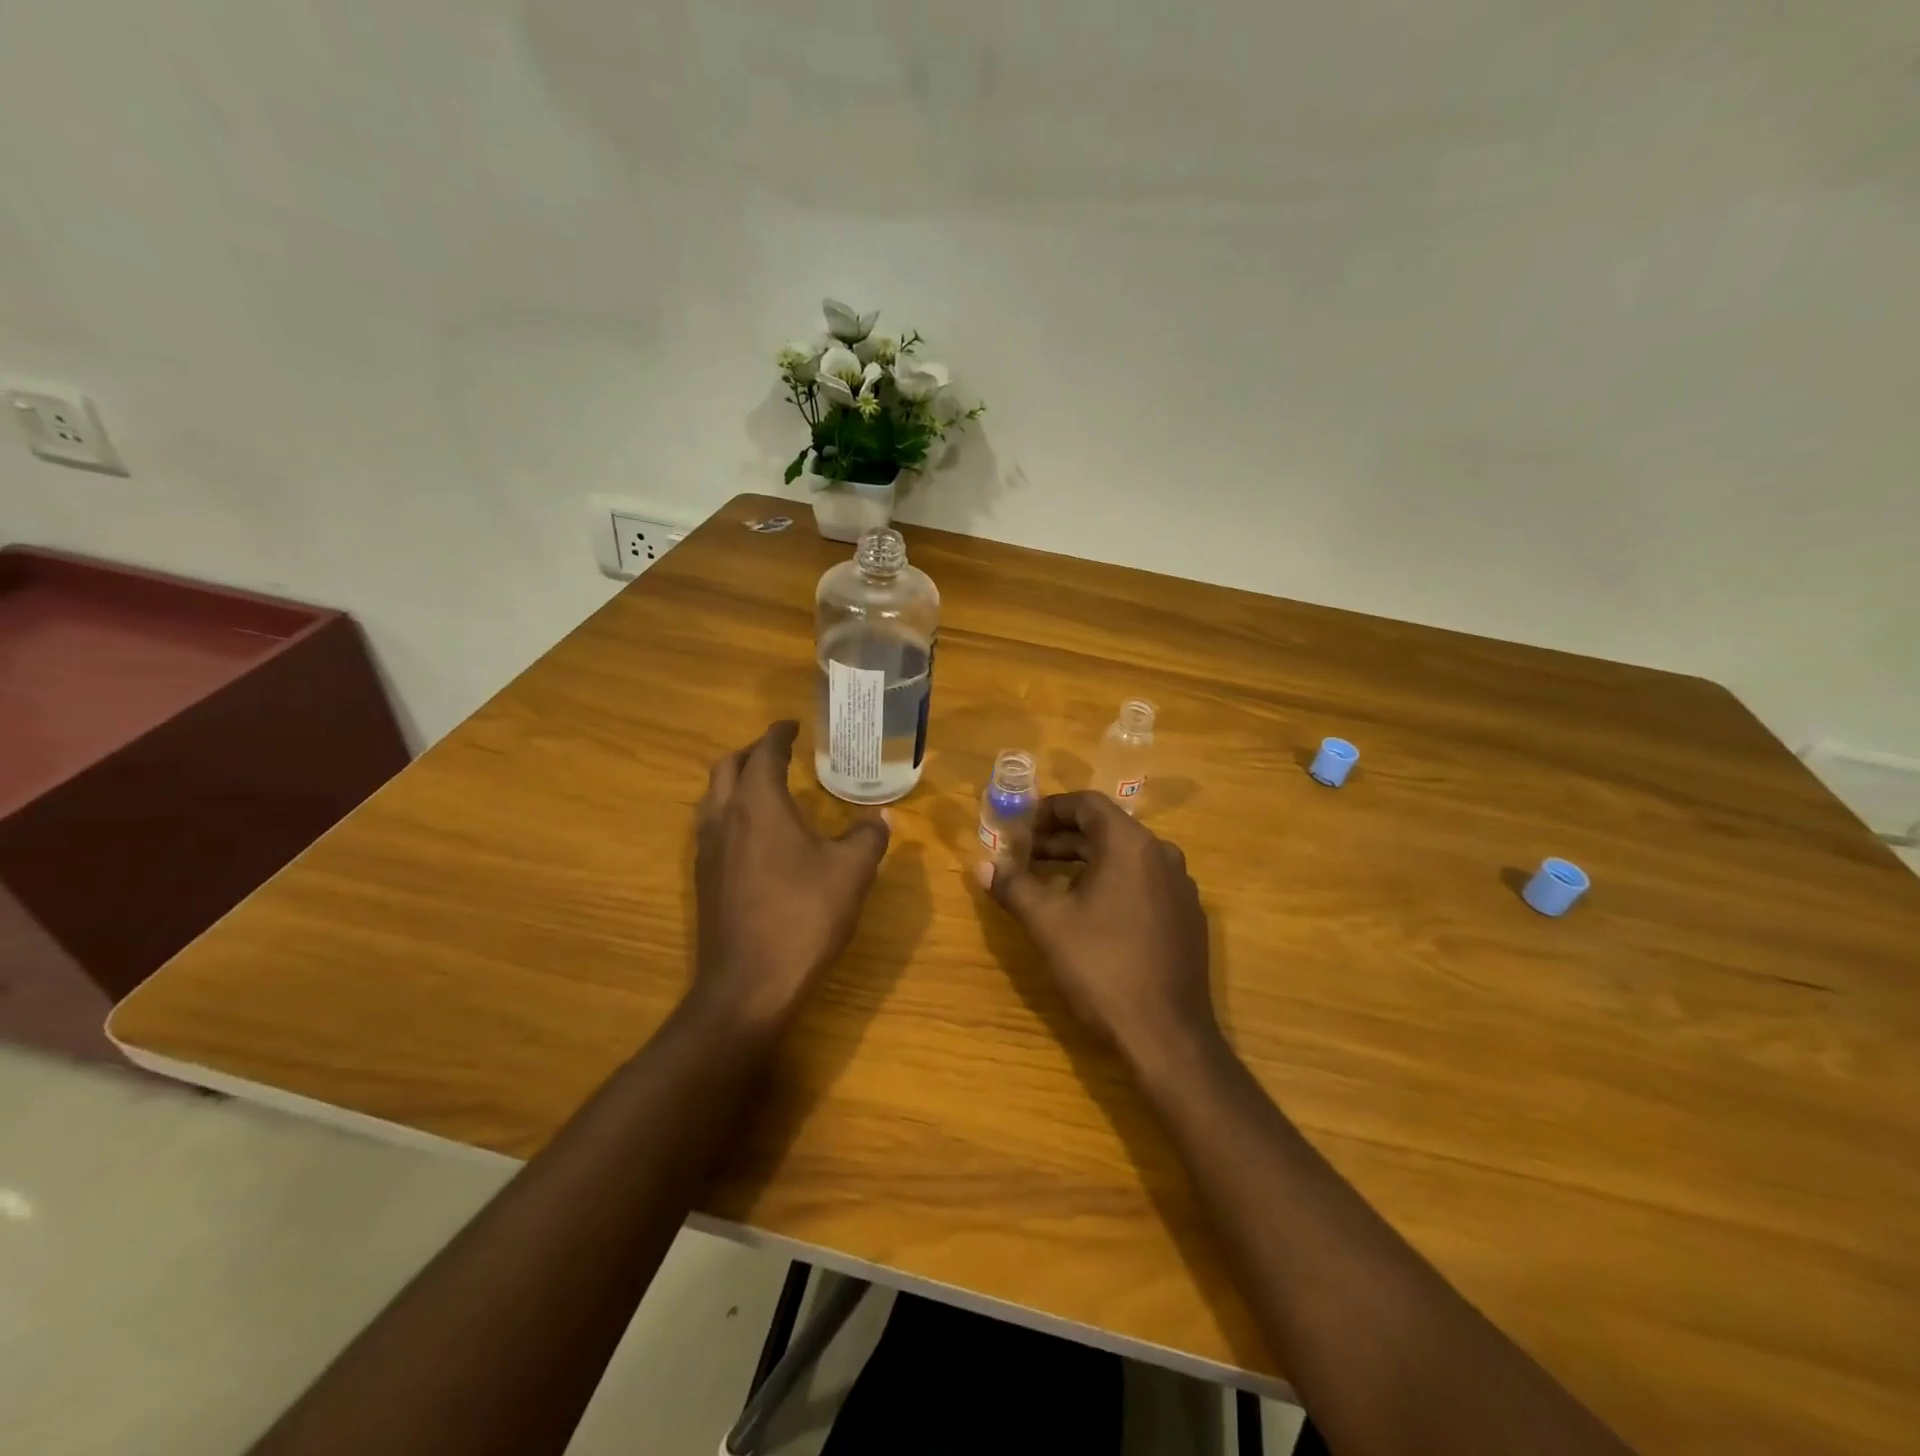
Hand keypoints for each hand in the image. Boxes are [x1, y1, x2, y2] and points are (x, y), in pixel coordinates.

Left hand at [692, 721, 890, 1031]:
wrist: (749, 985)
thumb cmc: (804, 916)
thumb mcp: (851, 873)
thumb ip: (868, 837)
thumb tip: (880, 818)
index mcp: (759, 804)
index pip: (764, 752)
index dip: (778, 735)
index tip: (792, 725)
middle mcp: (724, 818)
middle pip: (727, 767)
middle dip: (751, 752)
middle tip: (779, 752)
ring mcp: (708, 850)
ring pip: (713, 797)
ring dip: (736, 782)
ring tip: (766, 787)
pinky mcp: (704, 880)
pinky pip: (712, 827)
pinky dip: (732, 812)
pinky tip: (756, 835)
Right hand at [979, 791, 1217, 1065]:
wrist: (1167, 1034)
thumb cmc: (1102, 967)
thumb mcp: (1047, 923)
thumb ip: (1014, 886)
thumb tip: (982, 865)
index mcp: (1131, 845)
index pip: (1087, 804)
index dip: (1050, 810)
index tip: (1022, 829)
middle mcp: (1162, 854)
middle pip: (1107, 829)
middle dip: (1063, 839)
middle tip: (1027, 857)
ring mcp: (1181, 886)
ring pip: (1126, 857)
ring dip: (1086, 861)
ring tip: (1051, 882)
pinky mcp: (1187, 916)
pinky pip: (1144, 882)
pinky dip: (1112, 882)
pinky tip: (1090, 913)